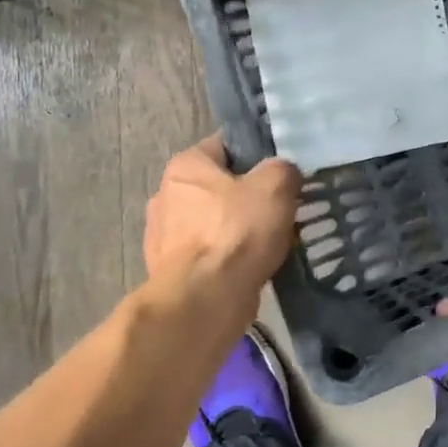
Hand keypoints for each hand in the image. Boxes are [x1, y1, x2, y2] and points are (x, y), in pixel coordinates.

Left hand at [143, 137, 300, 321]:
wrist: (203, 300)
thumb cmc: (236, 233)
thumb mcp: (276, 186)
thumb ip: (283, 169)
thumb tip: (283, 174)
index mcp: (186, 165)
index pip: (226, 146)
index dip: (257, 154)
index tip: (282, 172)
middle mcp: (167, 194)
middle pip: (219, 186)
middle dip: (247, 196)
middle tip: (280, 208)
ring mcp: (164, 235)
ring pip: (214, 222)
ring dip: (237, 230)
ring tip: (270, 241)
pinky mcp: (169, 270)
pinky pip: (208, 254)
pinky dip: (227, 258)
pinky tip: (250, 266)